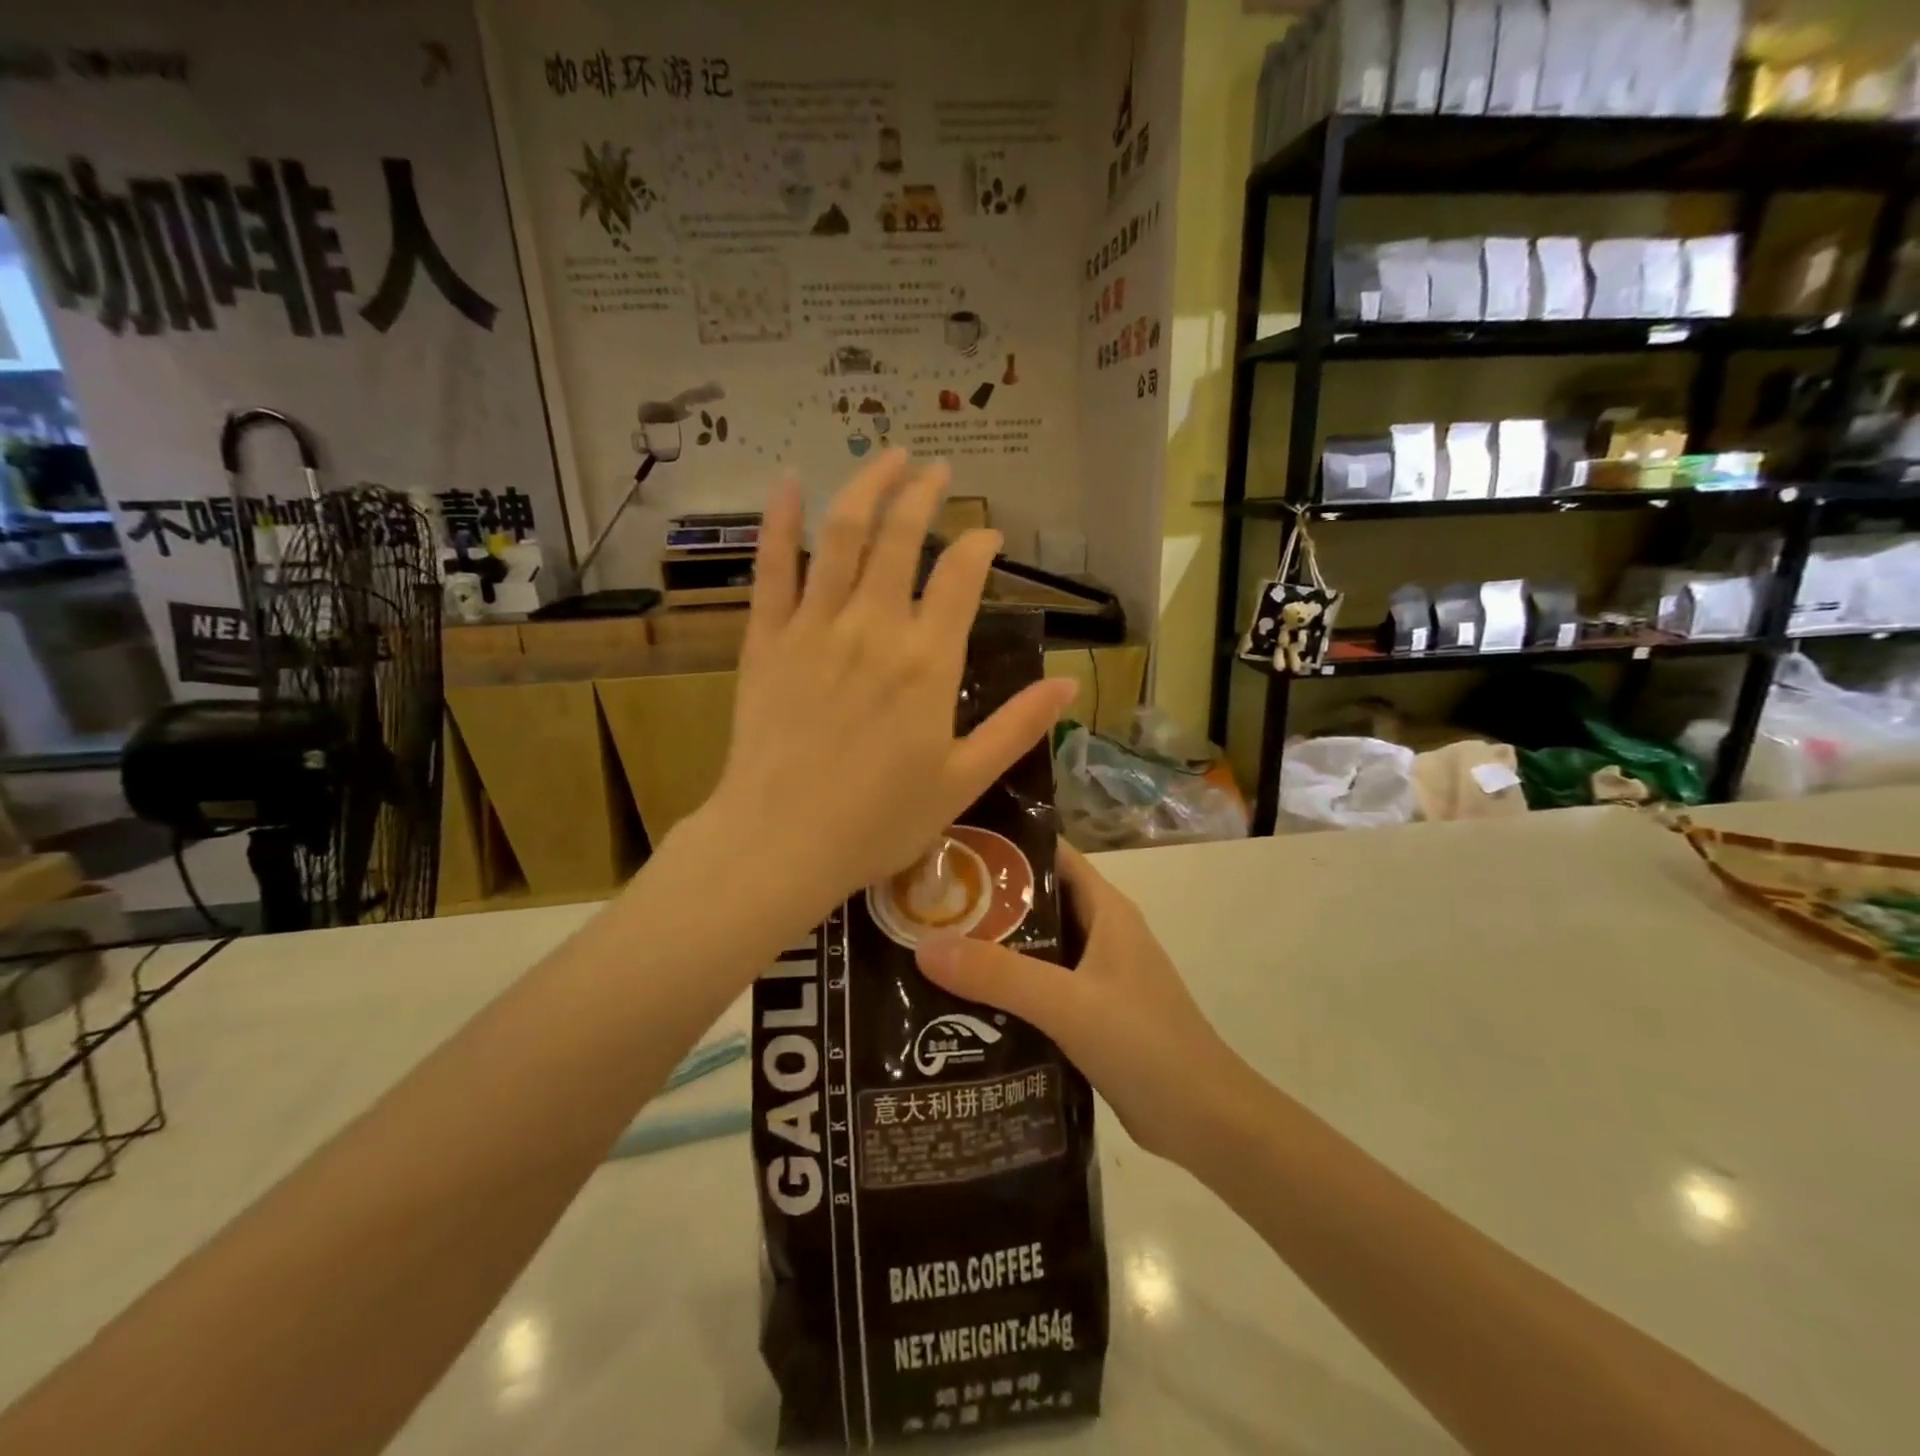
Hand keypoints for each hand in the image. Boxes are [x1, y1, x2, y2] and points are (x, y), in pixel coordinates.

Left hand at [695, 450, 1077, 931]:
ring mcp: (814, 627)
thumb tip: (1071, 686)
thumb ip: (1017, 727)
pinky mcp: (766, 639)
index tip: (989, 536)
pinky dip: (779, 521)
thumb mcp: (963, 781)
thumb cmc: (878, 821)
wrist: (782, 842)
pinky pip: (771, 568)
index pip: (962, 576)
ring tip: (887, 456)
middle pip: (902, 536)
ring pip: (842, 535)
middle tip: (936, 471)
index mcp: (928, 662)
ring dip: (867, 486)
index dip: (980, 545)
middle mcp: (874, 627)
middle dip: (924, 493)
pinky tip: (789, 482)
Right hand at [915, 845, 1254, 1163]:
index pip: (1051, 855)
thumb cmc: (1145, 1045)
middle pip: (1036, 902)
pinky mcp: (1090, 1015)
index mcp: (1106, 910)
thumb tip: (925, 946)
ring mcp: (1097, 976)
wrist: (1205, 1122)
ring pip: (1035, 948)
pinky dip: (1004, 989)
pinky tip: (961, 1004)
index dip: (1004, 845)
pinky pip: (1039, 988)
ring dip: (990, 948)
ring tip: (929, 948)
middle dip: (984, 900)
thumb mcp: (1069, 1004)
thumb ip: (1000, 975)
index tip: (949, 845)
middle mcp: (1101, 934)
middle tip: (924, 902)